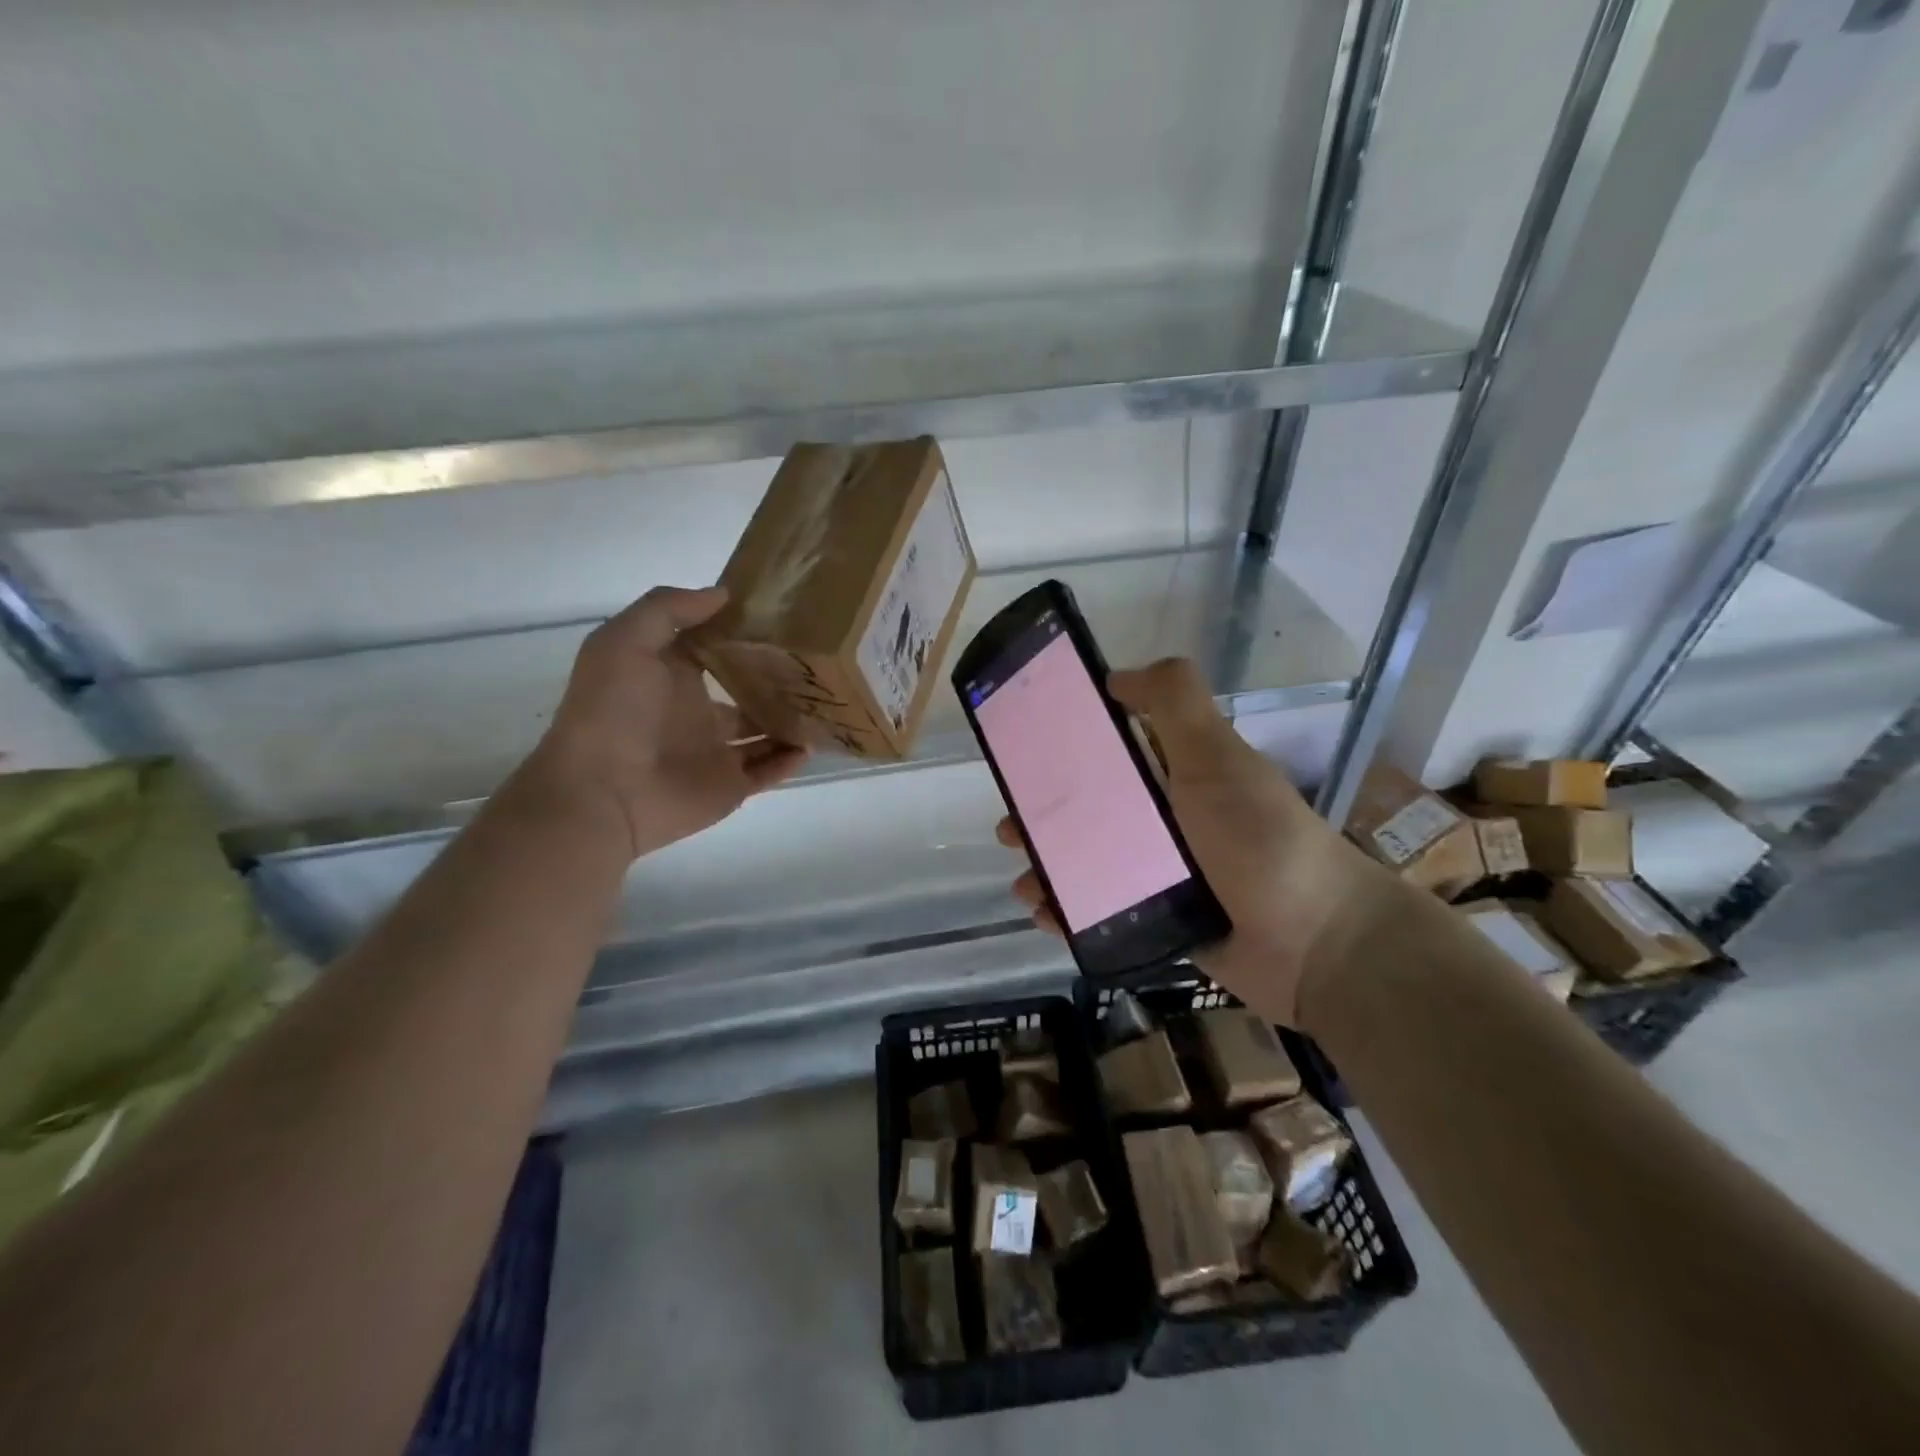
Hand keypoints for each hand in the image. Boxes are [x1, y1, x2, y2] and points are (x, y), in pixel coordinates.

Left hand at [521, 586, 807, 858]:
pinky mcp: (729, 786)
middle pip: (746, 690)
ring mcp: (715, 751)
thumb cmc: (612, 711)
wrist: (603, 791)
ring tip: (825, 702)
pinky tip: (811, 744)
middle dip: (777, 678)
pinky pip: (768, 771)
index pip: (715, 649)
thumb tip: (724, 595)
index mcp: (671, 676)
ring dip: (790, 720)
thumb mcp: (625, 641)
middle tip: (816, 661)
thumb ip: (669, 609)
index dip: (743, 633)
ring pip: (763, 732)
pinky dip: (790, 760)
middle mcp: (695, 711)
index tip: (783, 616)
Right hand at [997, 657, 1391, 1024]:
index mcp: (1176, 773)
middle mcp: (1165, 819)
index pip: (1110, 750)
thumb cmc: (1258, 838)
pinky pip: (1101, 911)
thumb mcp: (1217, 756)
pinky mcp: (1157, 921)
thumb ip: (1175, 703)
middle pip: (1089, 810)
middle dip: (1043, 816)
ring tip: (1023, 878)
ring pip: (1087, 862)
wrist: (1314, 942)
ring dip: (1047, 866)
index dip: (1065, 748)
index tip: (1025, 753)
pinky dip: (1067, 911)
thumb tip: (1116, 675)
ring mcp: (1160, 873)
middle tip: (1011, 826)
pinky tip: (1043, 913)